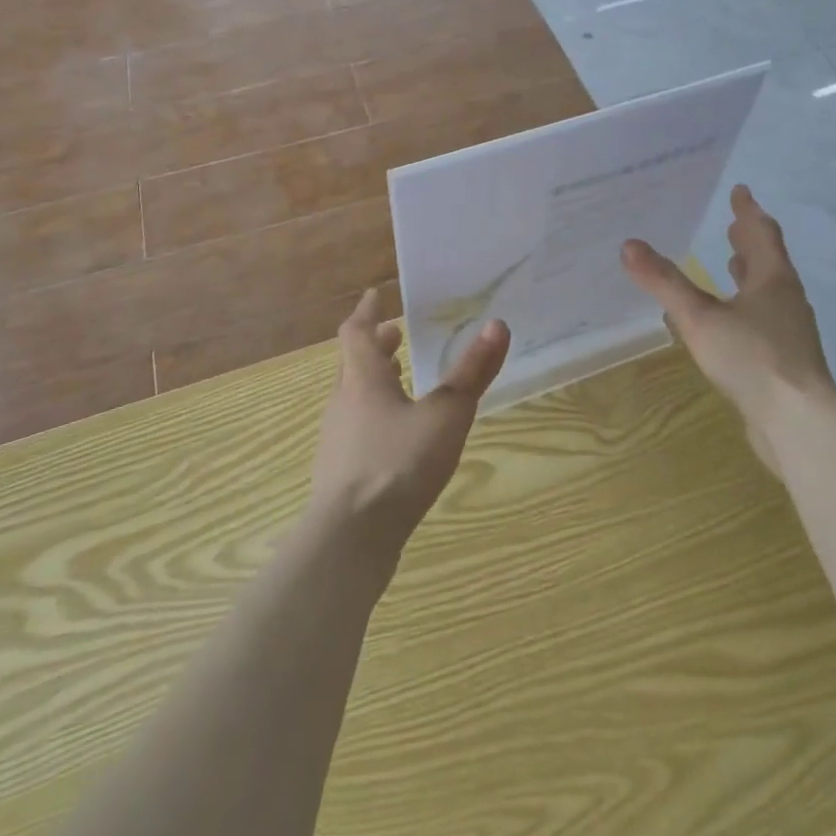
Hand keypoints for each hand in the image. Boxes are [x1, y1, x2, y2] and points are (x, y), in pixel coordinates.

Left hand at [309, 290, 509, 550]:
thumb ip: (472, 373)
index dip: (367, 311)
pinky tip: (397, 437)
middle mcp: (343, 402)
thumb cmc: (397, 464)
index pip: (357, 332)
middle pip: (353, 363)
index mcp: (363, 379)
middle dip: (376, 346)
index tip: (376, 295)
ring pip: (354, 397)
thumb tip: (498, 325)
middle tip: (398, 335)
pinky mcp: (340, 475)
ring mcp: (337, 441)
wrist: (349, 540)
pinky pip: (356, 430)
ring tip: (402, 382)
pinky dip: (375, 417)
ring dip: (375, 382)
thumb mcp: (446, 415)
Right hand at [620, 185, 834, 424]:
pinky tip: (730, 321)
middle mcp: (786, 299)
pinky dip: (747, 305)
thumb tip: (629, 245)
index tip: (741, 190)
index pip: (761, 234)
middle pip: (768, 260)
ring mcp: (790, 331)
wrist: (799, 423)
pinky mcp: (786, 359)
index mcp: (773, 279)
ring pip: (769, 291)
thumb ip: (664, 282)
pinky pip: (764, 318)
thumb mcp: (699, 318)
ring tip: (732, 263)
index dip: (748, 211)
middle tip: (732, 223)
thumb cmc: (752, 358)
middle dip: (749, 240)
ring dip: (750, 273)